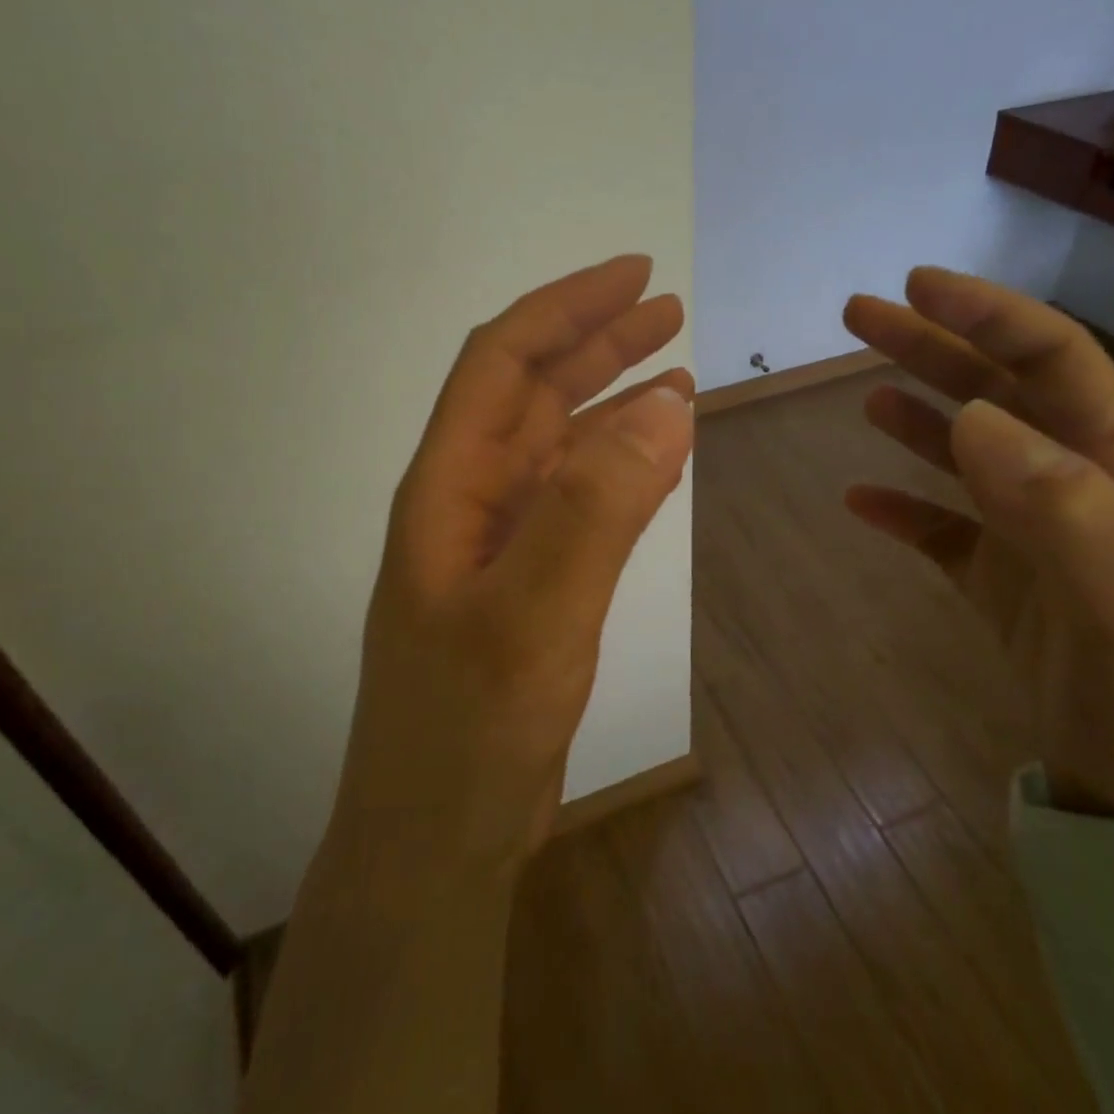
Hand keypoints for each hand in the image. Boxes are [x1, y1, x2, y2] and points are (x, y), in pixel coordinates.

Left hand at [330, 255, 693, 878]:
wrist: (439, 838)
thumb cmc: (468, 731)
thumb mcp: (532, 616)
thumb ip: (593, 510)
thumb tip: (664, 405)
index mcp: (447, 489)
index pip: (501, 364)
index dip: (565, 310)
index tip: (636, 275)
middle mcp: (467, 502)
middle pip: (530, 395)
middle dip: (595, 343)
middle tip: (667, 310)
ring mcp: (496, 545)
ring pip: (556, 447)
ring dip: (610, 402)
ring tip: (674, 372)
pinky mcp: (527, 585)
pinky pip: (576, 501)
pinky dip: (617, 467)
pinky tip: (653, 457)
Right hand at [843, 268, 1113, 817]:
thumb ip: (1064, 509)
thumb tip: (976, 418)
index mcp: (1109, 476)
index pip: (1054, 365)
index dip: (991, 316)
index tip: (919, 287)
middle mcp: (1069, 491)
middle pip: (997, 395)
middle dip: (933, 346)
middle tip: (860, 315)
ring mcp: (1030, 541)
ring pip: (966, 455)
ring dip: (918, 413)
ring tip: (865, 391)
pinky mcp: (1001, 588)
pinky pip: (942, 533)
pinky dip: (902, 509)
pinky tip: (860, 500)